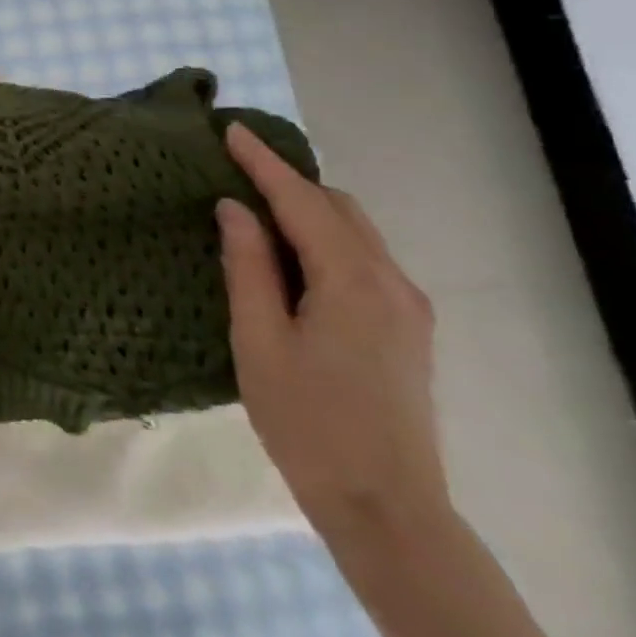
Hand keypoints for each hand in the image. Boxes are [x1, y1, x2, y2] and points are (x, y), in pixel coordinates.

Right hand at [217, 124, 449, 547]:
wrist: (384, 506)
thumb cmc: (306, 421)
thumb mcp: (258, 339)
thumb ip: (248, 266)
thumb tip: (235, 208)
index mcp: (352, 282)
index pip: (302, 202)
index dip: (263, 163)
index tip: (230, 130)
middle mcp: (391, 282)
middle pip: (337, 209)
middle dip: (287, 180)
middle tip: (233, 166)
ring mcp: (406, 306)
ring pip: (353, 232)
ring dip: (306, 208)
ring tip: (253, 202)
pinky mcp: (406, 328)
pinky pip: (361, 259)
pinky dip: (323, 237)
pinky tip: (289, 251)